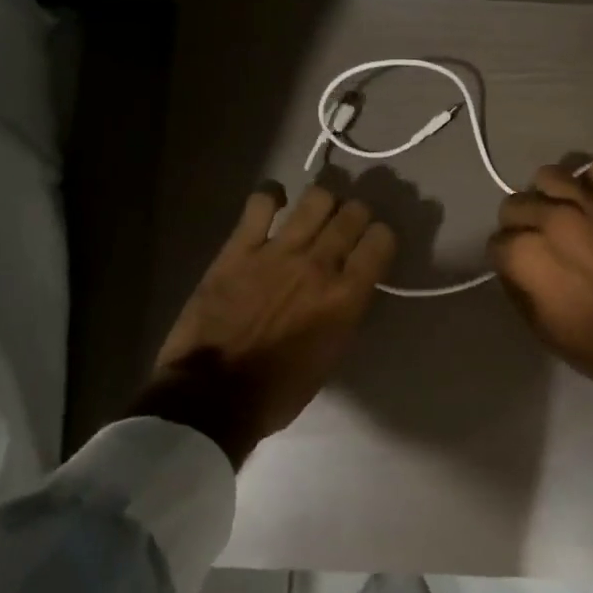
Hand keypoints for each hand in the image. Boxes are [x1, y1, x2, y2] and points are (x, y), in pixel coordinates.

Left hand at [133, 184, 395, 464]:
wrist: (212, 396)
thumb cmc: (278, 390)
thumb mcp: (330, 356)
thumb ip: (344, 312)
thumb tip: (348, 286)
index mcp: (346, 297)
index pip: (381, 240)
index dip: (381, 237)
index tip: (373, 244)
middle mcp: (319, 265)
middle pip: (353, 213)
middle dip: (356, 215)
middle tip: (346, 226)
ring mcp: (278, 251)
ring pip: (316, 199)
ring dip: (323, 202)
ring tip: (314, 213)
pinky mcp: (239, 248)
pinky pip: (261, 202)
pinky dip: (271, 195)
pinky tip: (273, 203)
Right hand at [488, 162, 592, 402]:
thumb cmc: (592, 343)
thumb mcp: (538, 324)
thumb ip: (518, 284)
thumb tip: (514, 264)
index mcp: (526, 254)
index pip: (496, 241)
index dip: (503, 256)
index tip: (514, 266)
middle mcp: (551, 220)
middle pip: (515, 203)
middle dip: (517, 222)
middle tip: (533, 239)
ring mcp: (590, 207)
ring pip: (550, 176)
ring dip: (547, 193)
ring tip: (556, 211)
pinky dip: (591, 181)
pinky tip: (591, 199)